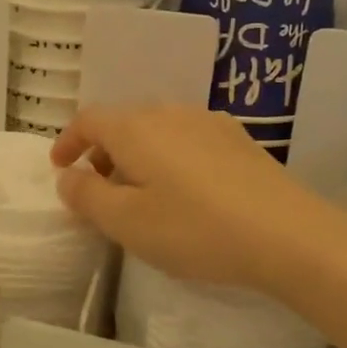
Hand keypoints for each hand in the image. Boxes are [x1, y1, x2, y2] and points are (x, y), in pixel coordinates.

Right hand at [51, 105, 337, 296]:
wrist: (287, 235)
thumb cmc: (194, 228)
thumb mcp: (126, 222)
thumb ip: (87, 196)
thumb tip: (68, 177)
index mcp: (135, 128)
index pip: (89, 120)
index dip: (67, 141)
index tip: (59, 167)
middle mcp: (169, 113)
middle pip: (123, 123)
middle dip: (101, 152)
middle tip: (97, 189)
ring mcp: (208, 123)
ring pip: (156, 131)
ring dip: (136, 156)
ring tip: (140, 194)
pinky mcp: (238, 140)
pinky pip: (186, 140)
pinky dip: (168, 158)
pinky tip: (184, 192)